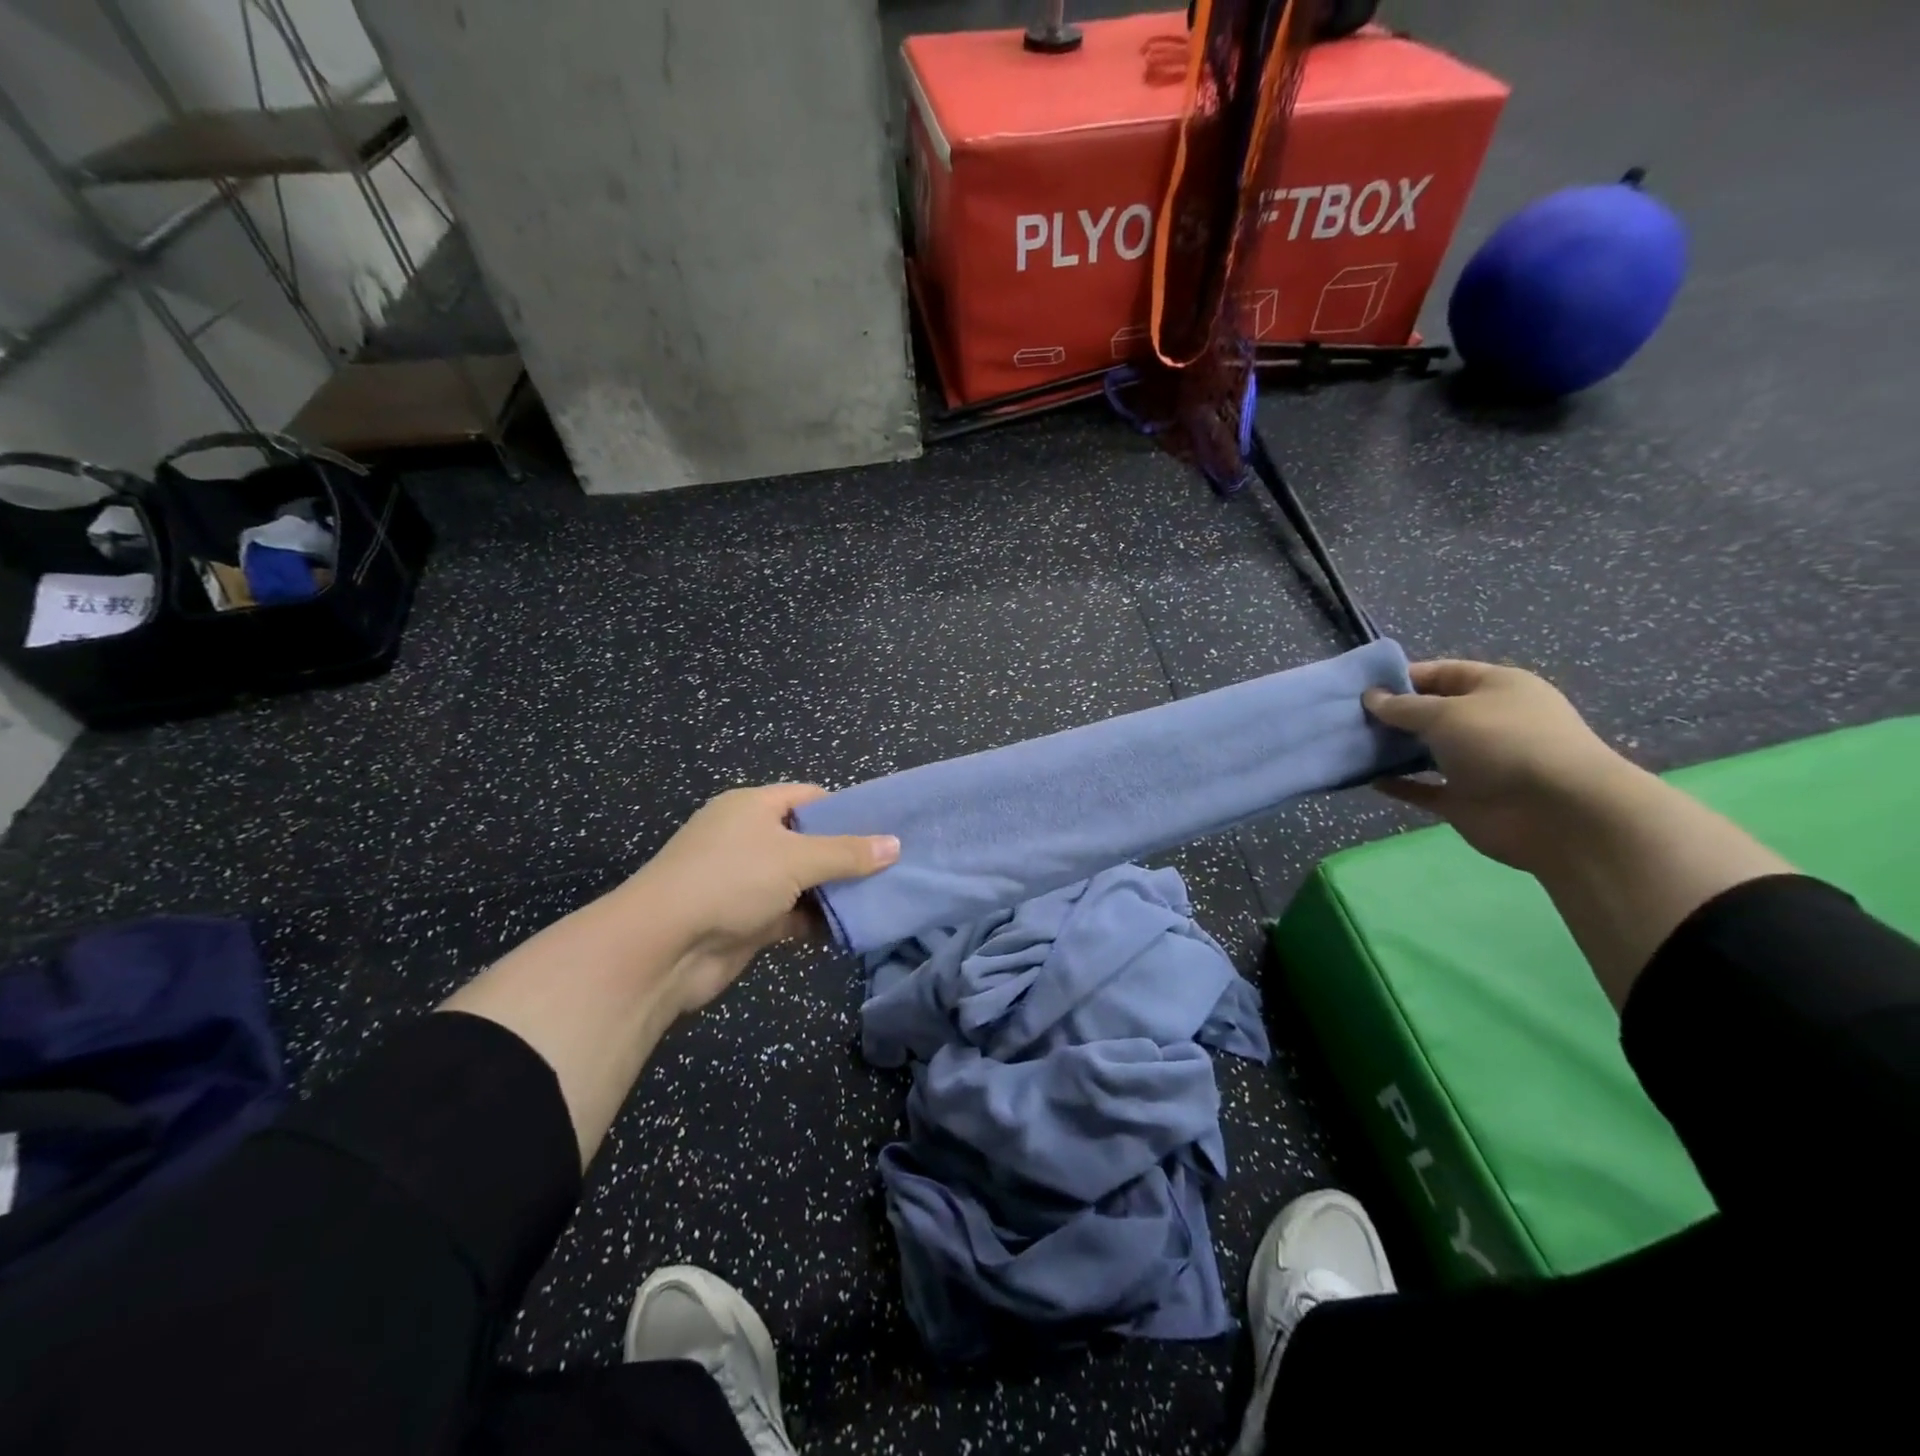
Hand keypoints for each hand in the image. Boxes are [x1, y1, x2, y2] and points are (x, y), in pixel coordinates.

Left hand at [624, 784, 898, 1016]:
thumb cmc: (729, 881)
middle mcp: (748, 838)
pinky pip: (791, 914)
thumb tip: (895, 845)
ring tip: (882, 897)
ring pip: (802, 880)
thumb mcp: (795, 858)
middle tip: (892, 866)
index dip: (846, 810)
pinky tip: (851, 929)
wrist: (661, 948)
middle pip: (808, 840)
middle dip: (846, 855)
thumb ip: (847, 853)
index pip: (809, 797)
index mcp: (753, 807)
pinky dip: (816, 921)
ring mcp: (745, 881)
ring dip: (834, 892)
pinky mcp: (746, 920)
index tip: (884, 828)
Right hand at [1363, 660, 1635, 871]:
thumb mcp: (1446, 713)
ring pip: (1426, 752)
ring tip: (1351, 746)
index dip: (1403, 677)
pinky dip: (1399, 784)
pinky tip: (1368, 779)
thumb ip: (1403, 707)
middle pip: (1432, 713)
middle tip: (1348, 718)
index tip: (1362, 687)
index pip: (1443, 673)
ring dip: (1392, 750)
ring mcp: (1478, 763)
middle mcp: (1488, 722)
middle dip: (1393, 715)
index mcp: (1496, 688)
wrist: (1559, 813)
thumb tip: (1371, 697)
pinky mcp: (1466, 799)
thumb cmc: (1504, 743)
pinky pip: (1424, 788)